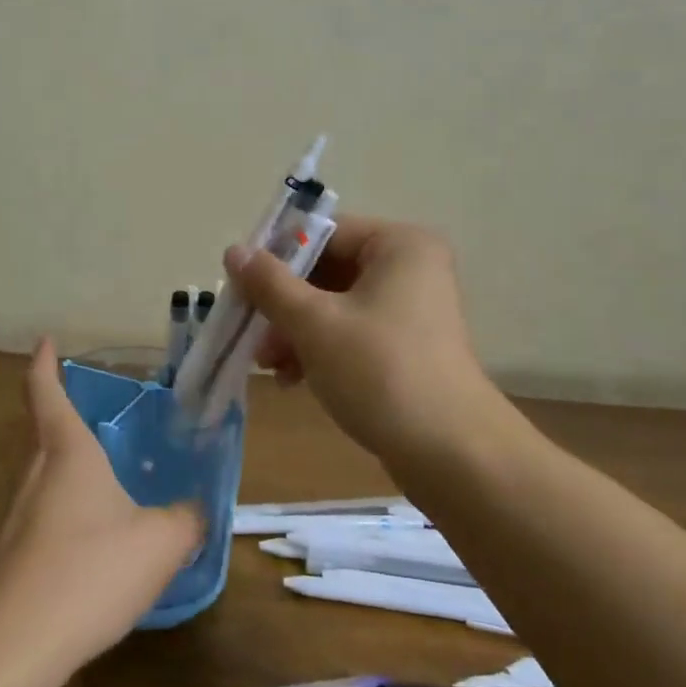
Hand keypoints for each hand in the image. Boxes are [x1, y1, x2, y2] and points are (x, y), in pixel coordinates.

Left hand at [0, 341, 201, 669]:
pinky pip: (35, 519)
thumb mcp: (159, 543)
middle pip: (37, 431)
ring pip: (36, 476)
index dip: (44, 363)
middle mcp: (31, 474)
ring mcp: (10, 517)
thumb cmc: (89, 571)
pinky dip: (58, 516)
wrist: (11, 646)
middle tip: (89, 415)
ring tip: (96, 482)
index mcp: (66, 452)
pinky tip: (84, 546)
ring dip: (59, 470)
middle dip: (56, 416)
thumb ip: (185, 520)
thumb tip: (195, 510)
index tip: (45, 341)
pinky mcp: (2, 558)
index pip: (45, 392)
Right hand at [225, 217, 488, 462]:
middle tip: (249, 330)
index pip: (323, 233)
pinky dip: (319, 348)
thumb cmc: (379, 371)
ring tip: (267, 364)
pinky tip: (291, 378)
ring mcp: (411, 310)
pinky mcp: (406, 347)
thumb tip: (234, 251)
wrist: (451, 453)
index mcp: (398, 245)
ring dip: (294, 330)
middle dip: (283, 303)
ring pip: (334, 304)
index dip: (277, 256)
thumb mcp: (314, 323)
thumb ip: (270, 283)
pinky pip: (351, 332)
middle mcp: (409, 268)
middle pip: (326, 270)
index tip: (240, 286)